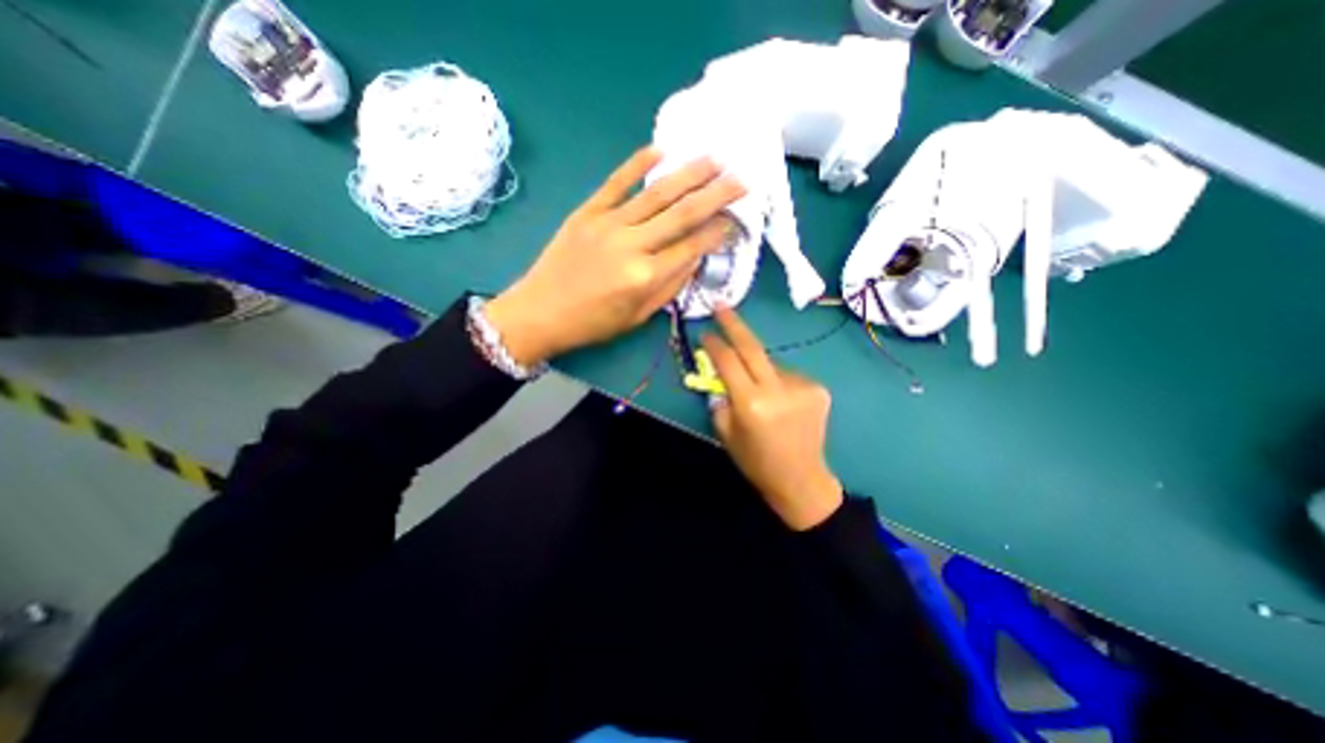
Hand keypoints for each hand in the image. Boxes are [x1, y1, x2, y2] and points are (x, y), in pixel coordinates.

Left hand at [485, 145, 742, 365]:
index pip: (692, 248)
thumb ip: (669, 287)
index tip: (735, 220)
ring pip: (656, 194)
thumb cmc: (593, 323)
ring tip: (714, 159)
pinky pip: (615, 182)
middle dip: (716, 195)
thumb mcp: (638, 317)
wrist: (539, 312)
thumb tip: (695, 259)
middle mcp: (631, 245)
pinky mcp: (586, 212)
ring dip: (688, 174)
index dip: (716, 233)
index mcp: (645, 277)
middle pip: (682, 214)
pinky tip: (660, 150)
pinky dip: (637, 164)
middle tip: (741, 179)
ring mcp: (607, 224)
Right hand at [697, 303, 841, 527]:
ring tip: (758, 390)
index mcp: (751, 404)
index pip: (728, 362)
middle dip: (734, 324)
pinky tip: (779, 400)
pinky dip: (777, 380)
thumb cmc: (755, 460)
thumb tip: (720, 371)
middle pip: (752, 347)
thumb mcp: (725, 431)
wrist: (800, 478)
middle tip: (721, 305)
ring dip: (758, 368)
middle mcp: (777, 390)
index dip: (714, 345)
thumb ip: (720, 397)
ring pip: (770, 364)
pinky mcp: (818, 388)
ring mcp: (802, 386)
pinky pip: (787, 374)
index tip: (705, 332)